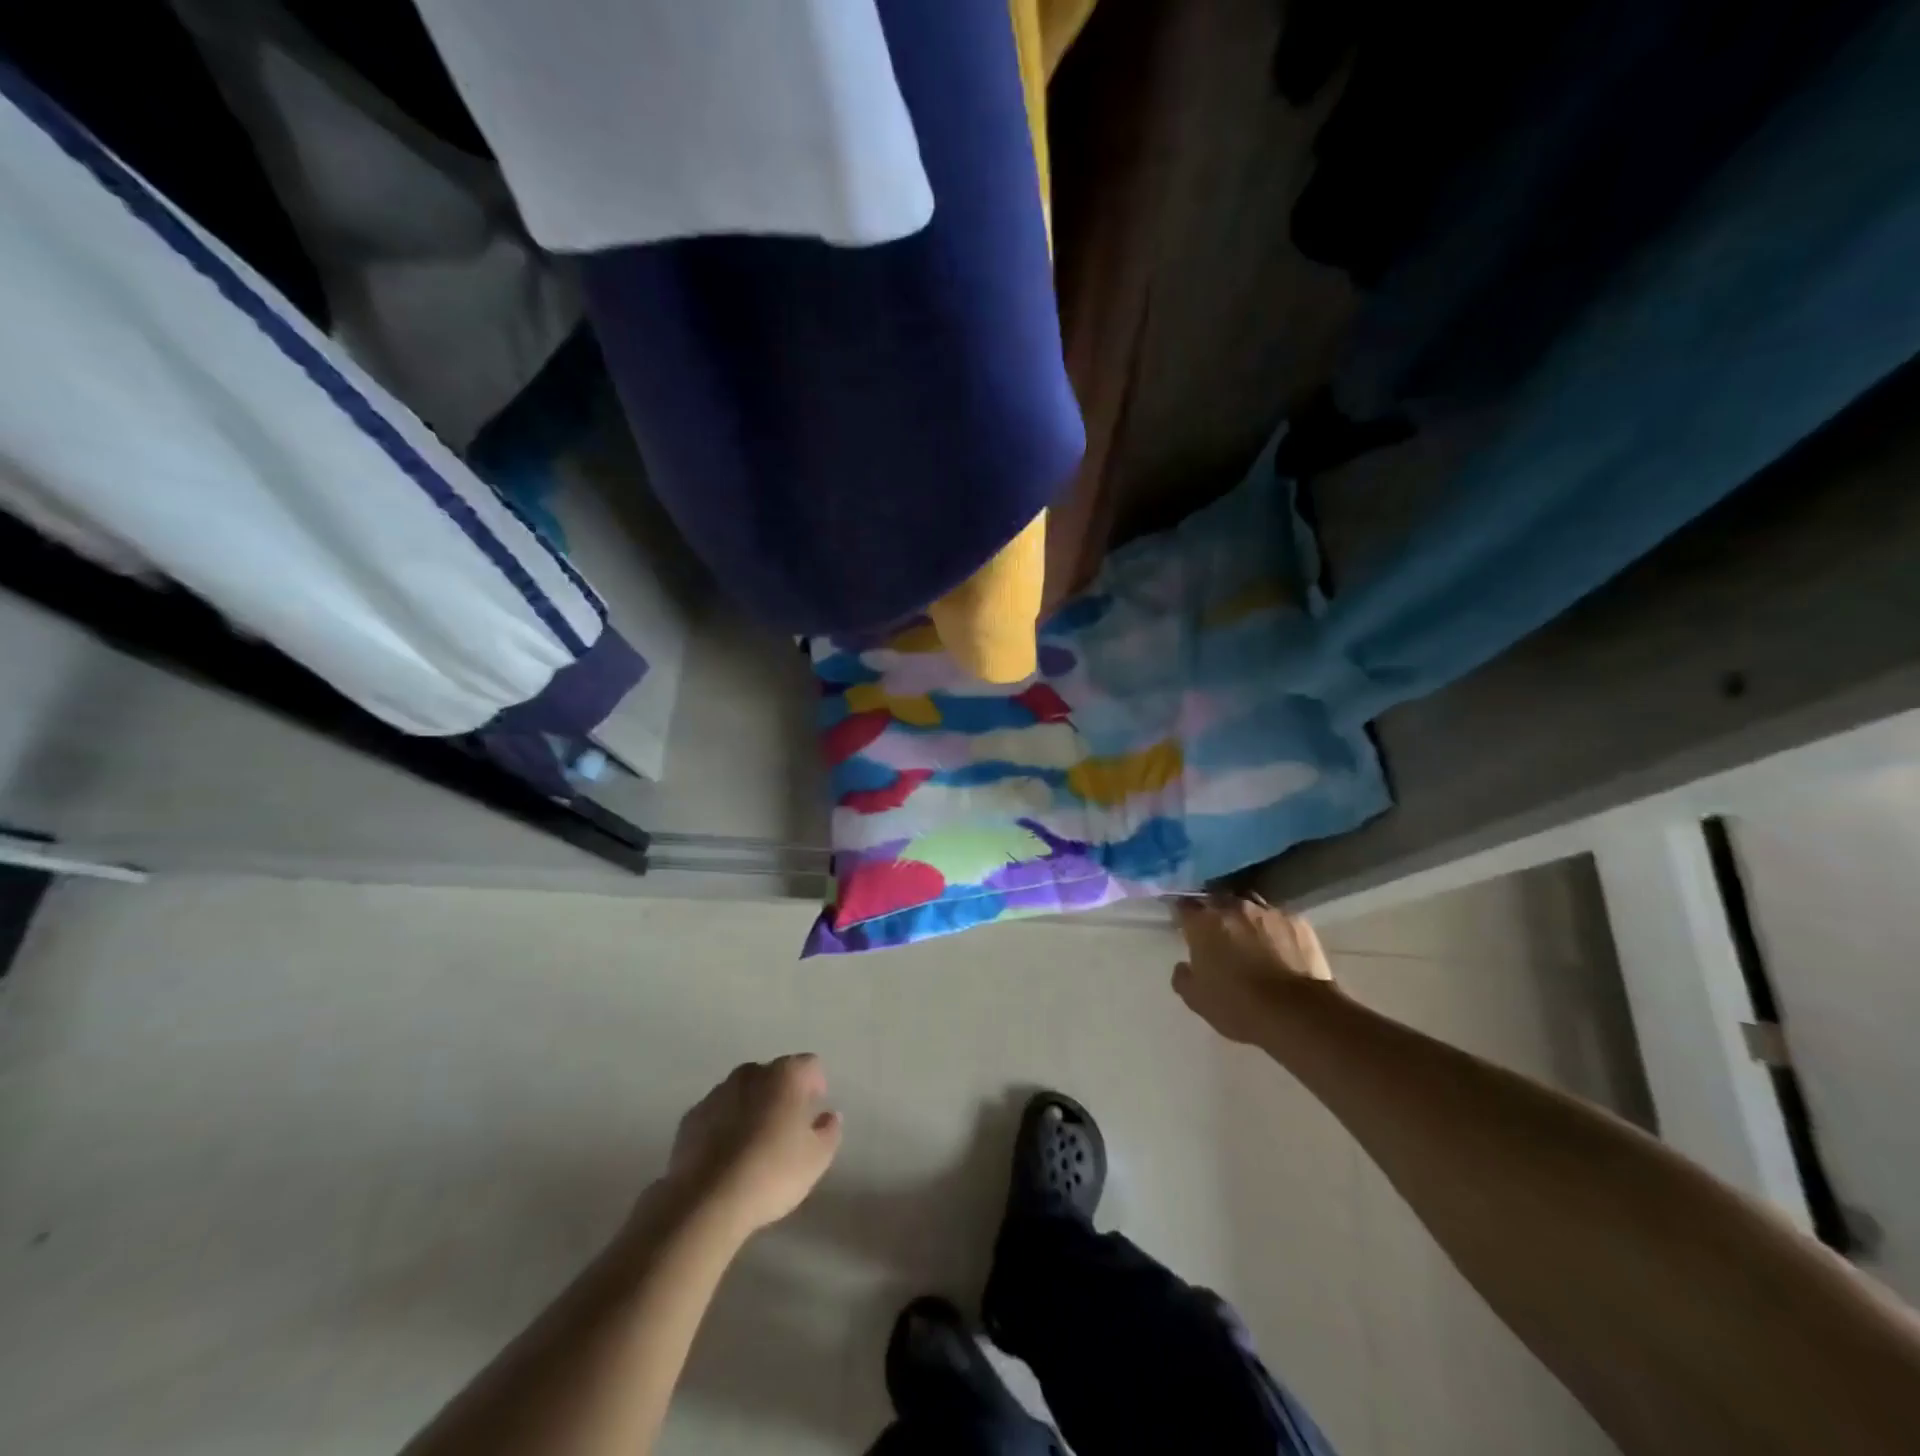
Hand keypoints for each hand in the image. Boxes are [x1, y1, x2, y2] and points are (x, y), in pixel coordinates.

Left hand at [663, 1054, 841, 1235]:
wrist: (705, 1201)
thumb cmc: (771, 1173)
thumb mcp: (817, 1159)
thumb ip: (829, 1131)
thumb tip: (828, 1116)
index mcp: (785, 1075)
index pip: (809, 1065)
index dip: (816, 1085)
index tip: (814, 1112)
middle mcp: (751, 1074)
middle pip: (773, 1075)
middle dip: (781, 1095)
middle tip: (786, 1130)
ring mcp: (716, 1094)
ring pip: (742, 1093)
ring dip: (751, 1109)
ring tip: (754, 1146)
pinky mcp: (690, 1118)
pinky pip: (717, 1114)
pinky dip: (724, 1126)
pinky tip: (726, 1158)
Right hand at [1171, 895, 1334, 1044]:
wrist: (1297, 1013)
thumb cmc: (1238, 1006)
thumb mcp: (1196, 999)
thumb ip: (1183, 976)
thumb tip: (1185, 966)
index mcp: (1204, 922)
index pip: (1184, 906)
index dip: (1183, 915)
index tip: (1185, 927)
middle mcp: (1234, 908)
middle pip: (1217, 901)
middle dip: (1214, 914)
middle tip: (1217, 935)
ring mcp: (1268, 912)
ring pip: (1249, 906)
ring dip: (1245, 918)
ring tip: (1249, 938)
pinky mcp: (1298, 922)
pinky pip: (1278, 919)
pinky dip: (1274, 930)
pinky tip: (1279, 948)